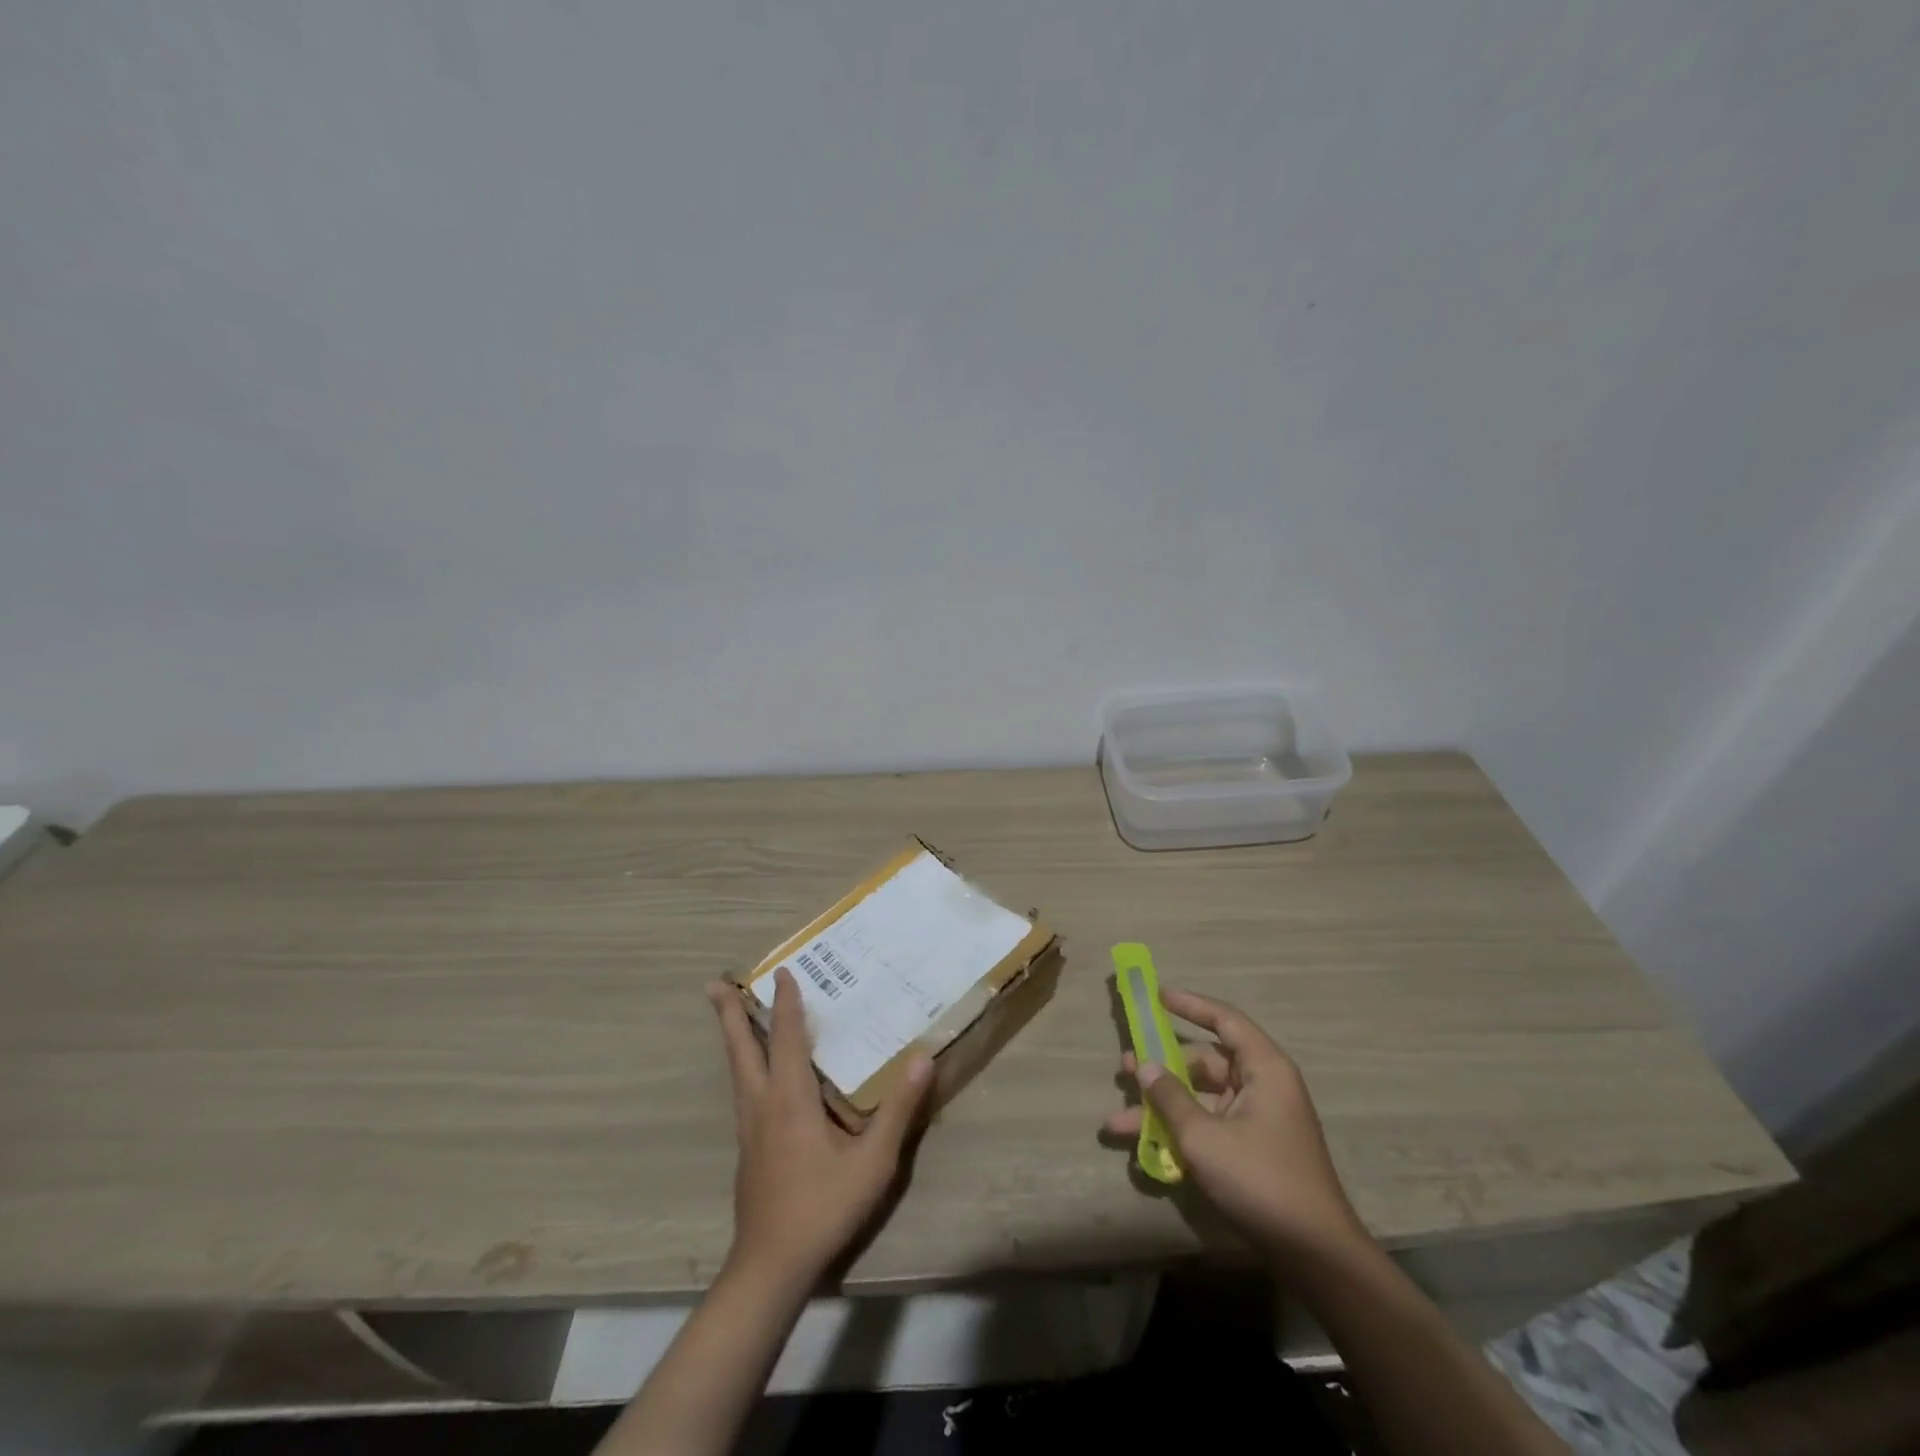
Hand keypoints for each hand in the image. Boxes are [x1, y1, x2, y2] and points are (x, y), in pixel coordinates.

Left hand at [709, 969, 932, 1288]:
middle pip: (741, 1049)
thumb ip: (898, 1110)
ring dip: (732, 1037)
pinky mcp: (748, 1149)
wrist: (771, 1268)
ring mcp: (749, 1128)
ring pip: (736, 1070)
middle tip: (713, 984)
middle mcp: (762, 1105)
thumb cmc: (823, 1208)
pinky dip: (744, 1064)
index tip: (783, 970)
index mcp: (790, 1099)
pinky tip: (754, 1073)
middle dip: (729, 1014)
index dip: (785, 1002)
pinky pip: (743, 1090)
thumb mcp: (872, 1162)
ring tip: (728, 1014)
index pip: (785, 1037)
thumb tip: (923, 1057)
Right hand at [1104, 987, 1366, 1265]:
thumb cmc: (1262, 1180)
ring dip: (1162, 1109)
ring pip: (1200, 1098)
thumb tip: (1145, 1066)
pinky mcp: (1252, 1150)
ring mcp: (1257, 1120)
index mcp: (1264, 1069)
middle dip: (1162, 1068)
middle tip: (1124, 1069)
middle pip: (1205, 1062)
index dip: (1190, 1004)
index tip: (1156, 995)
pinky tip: (1145, 1150)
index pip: (1224, 1019)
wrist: (1315, 1257)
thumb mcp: (1205, 1138)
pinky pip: (1208, 1126)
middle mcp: (1262, 1086)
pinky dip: (1179, 1132)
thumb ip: (1170, 1098)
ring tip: (1118, 1122)